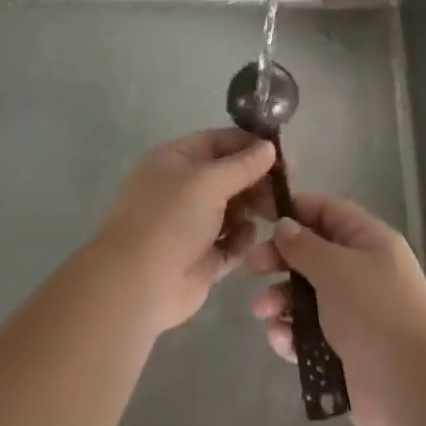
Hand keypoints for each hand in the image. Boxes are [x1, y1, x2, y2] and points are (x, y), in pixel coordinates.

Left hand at [88, 129, 276, 334]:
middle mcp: (183, 189)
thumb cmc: (170, 219)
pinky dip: (242, 240)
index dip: (250, 145)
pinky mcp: (202, 258)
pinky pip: (231, 242)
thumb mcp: (208, 181)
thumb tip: (269, 147)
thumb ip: (242, 164)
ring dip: (254, 209)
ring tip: (275, 214)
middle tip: (286, 188)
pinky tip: (248, 240)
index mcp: (175, 161)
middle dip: (257, 180)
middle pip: (230, 176)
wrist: (138, 283)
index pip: (218, 142)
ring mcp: (191, 225)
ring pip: (234, 209)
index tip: (284, 154)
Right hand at [245, 193, 425, 425]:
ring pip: (306, 296)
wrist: (411, 387)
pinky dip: (291, 334)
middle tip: (251, 268)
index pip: (327, 212)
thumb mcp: (336, 268)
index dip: (293, 210)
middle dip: (279, 259)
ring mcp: (353, 312)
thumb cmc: (374, 312)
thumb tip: (285, 225)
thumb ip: (304, 245)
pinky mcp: (343, 349)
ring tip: (263, 312)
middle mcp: (362, 272)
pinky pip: (308, 333)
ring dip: (280, 300)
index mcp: (369, 242)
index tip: (259, 216)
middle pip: (312, 254)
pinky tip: (280, 340)